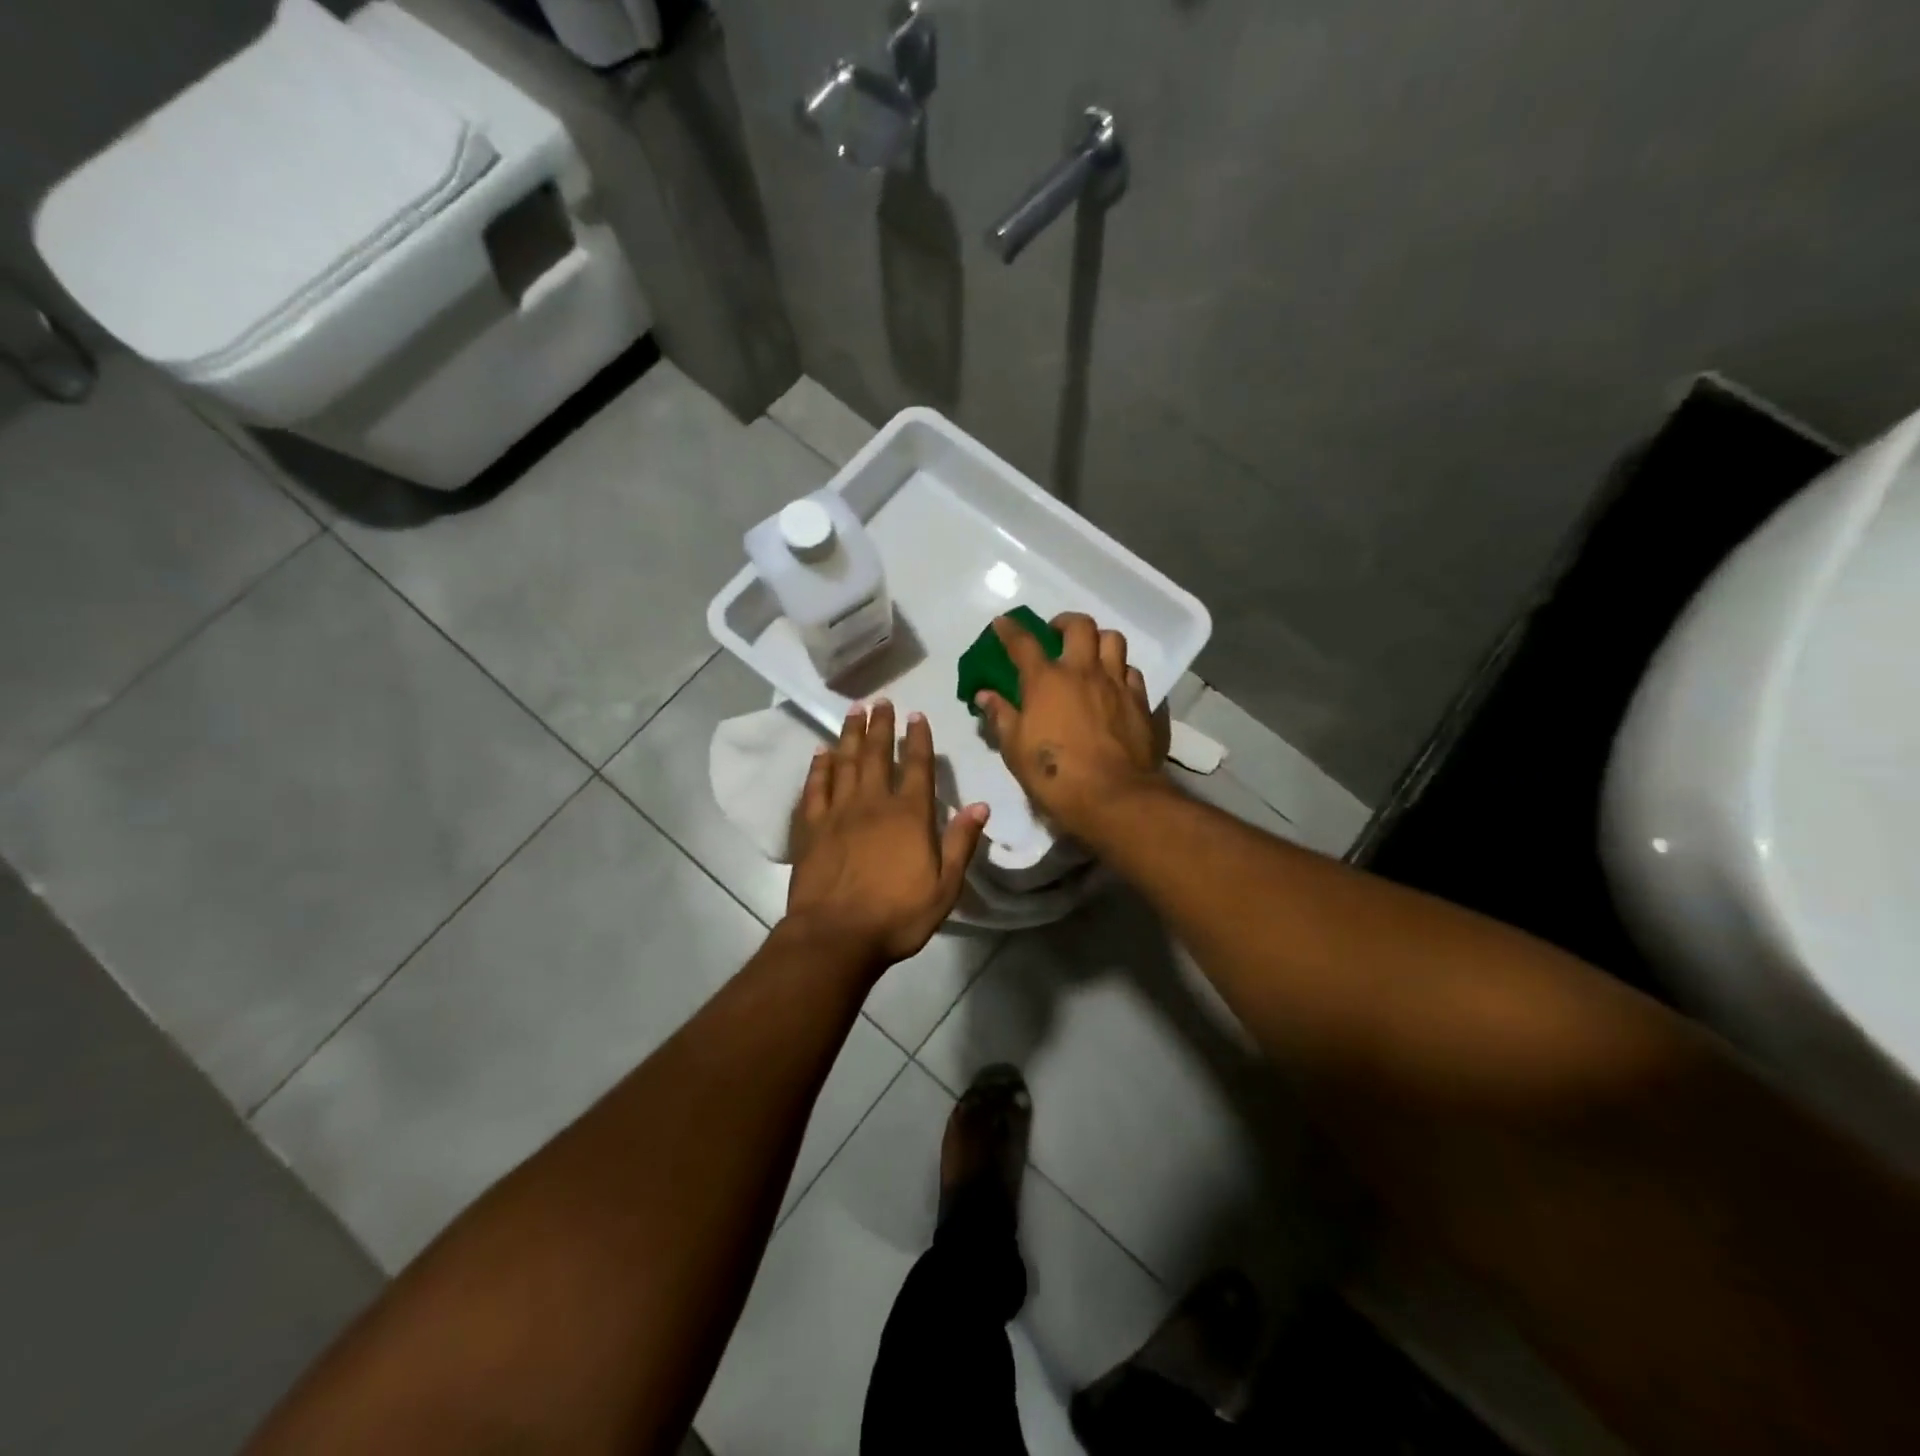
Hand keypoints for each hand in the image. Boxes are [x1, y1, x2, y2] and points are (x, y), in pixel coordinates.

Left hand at [786, 700, 989, 968]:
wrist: (835, 936)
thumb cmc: (896, 916)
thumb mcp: (945, 887)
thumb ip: (961, 843)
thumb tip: (981, 805)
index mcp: (909, 815)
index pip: (916, 766)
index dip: (917, 739)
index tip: (916, 715)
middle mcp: (873, 803)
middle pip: (876, 754)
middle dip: (880, 726)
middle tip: (880, 701)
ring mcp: (838, 812)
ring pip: (844, 763)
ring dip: (849, 735)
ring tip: (853, 712)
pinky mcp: (811, 827)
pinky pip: (815, 788)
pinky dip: (818, 767)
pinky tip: (820, 753)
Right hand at [974, 613, 1165, 838]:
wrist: (1114, 797)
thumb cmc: (1055, 775)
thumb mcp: (1015, 750)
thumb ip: (1000, 716)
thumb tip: (985, 694)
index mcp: (1046, 681)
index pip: (1024, 643)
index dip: (1010, 630)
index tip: (1002, 623)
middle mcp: (1084, 672)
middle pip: (1079, 626)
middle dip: (1064, 622)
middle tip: (1056, 634)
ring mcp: (1117, 684)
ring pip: (1113, 641)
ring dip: (1099, 641)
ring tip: (1090, 654)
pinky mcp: (1142, 702)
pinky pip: (1133, 673)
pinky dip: (1121, 672)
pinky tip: (1115, 686)